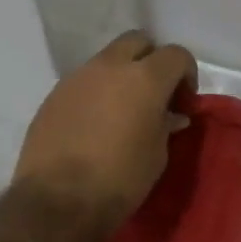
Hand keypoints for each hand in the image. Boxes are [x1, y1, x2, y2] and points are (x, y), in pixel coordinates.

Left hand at [11, 30, 196, 231]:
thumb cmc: (120, 178)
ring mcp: (77, 77)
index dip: (186, 75)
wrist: (58, 200)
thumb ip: (165, 125)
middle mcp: (109, 67)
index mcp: (144, 78)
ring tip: (123, 111)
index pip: (176, 54)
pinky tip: (95, 124)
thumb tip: (170, 114)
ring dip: (121, 76)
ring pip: (107, 59)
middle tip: (155, 95)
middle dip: (152, 61)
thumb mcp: (157, 155)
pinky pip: (83, 81)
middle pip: (138, 41)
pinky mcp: (54, 94)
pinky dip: (96, 92)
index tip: (183, 103)